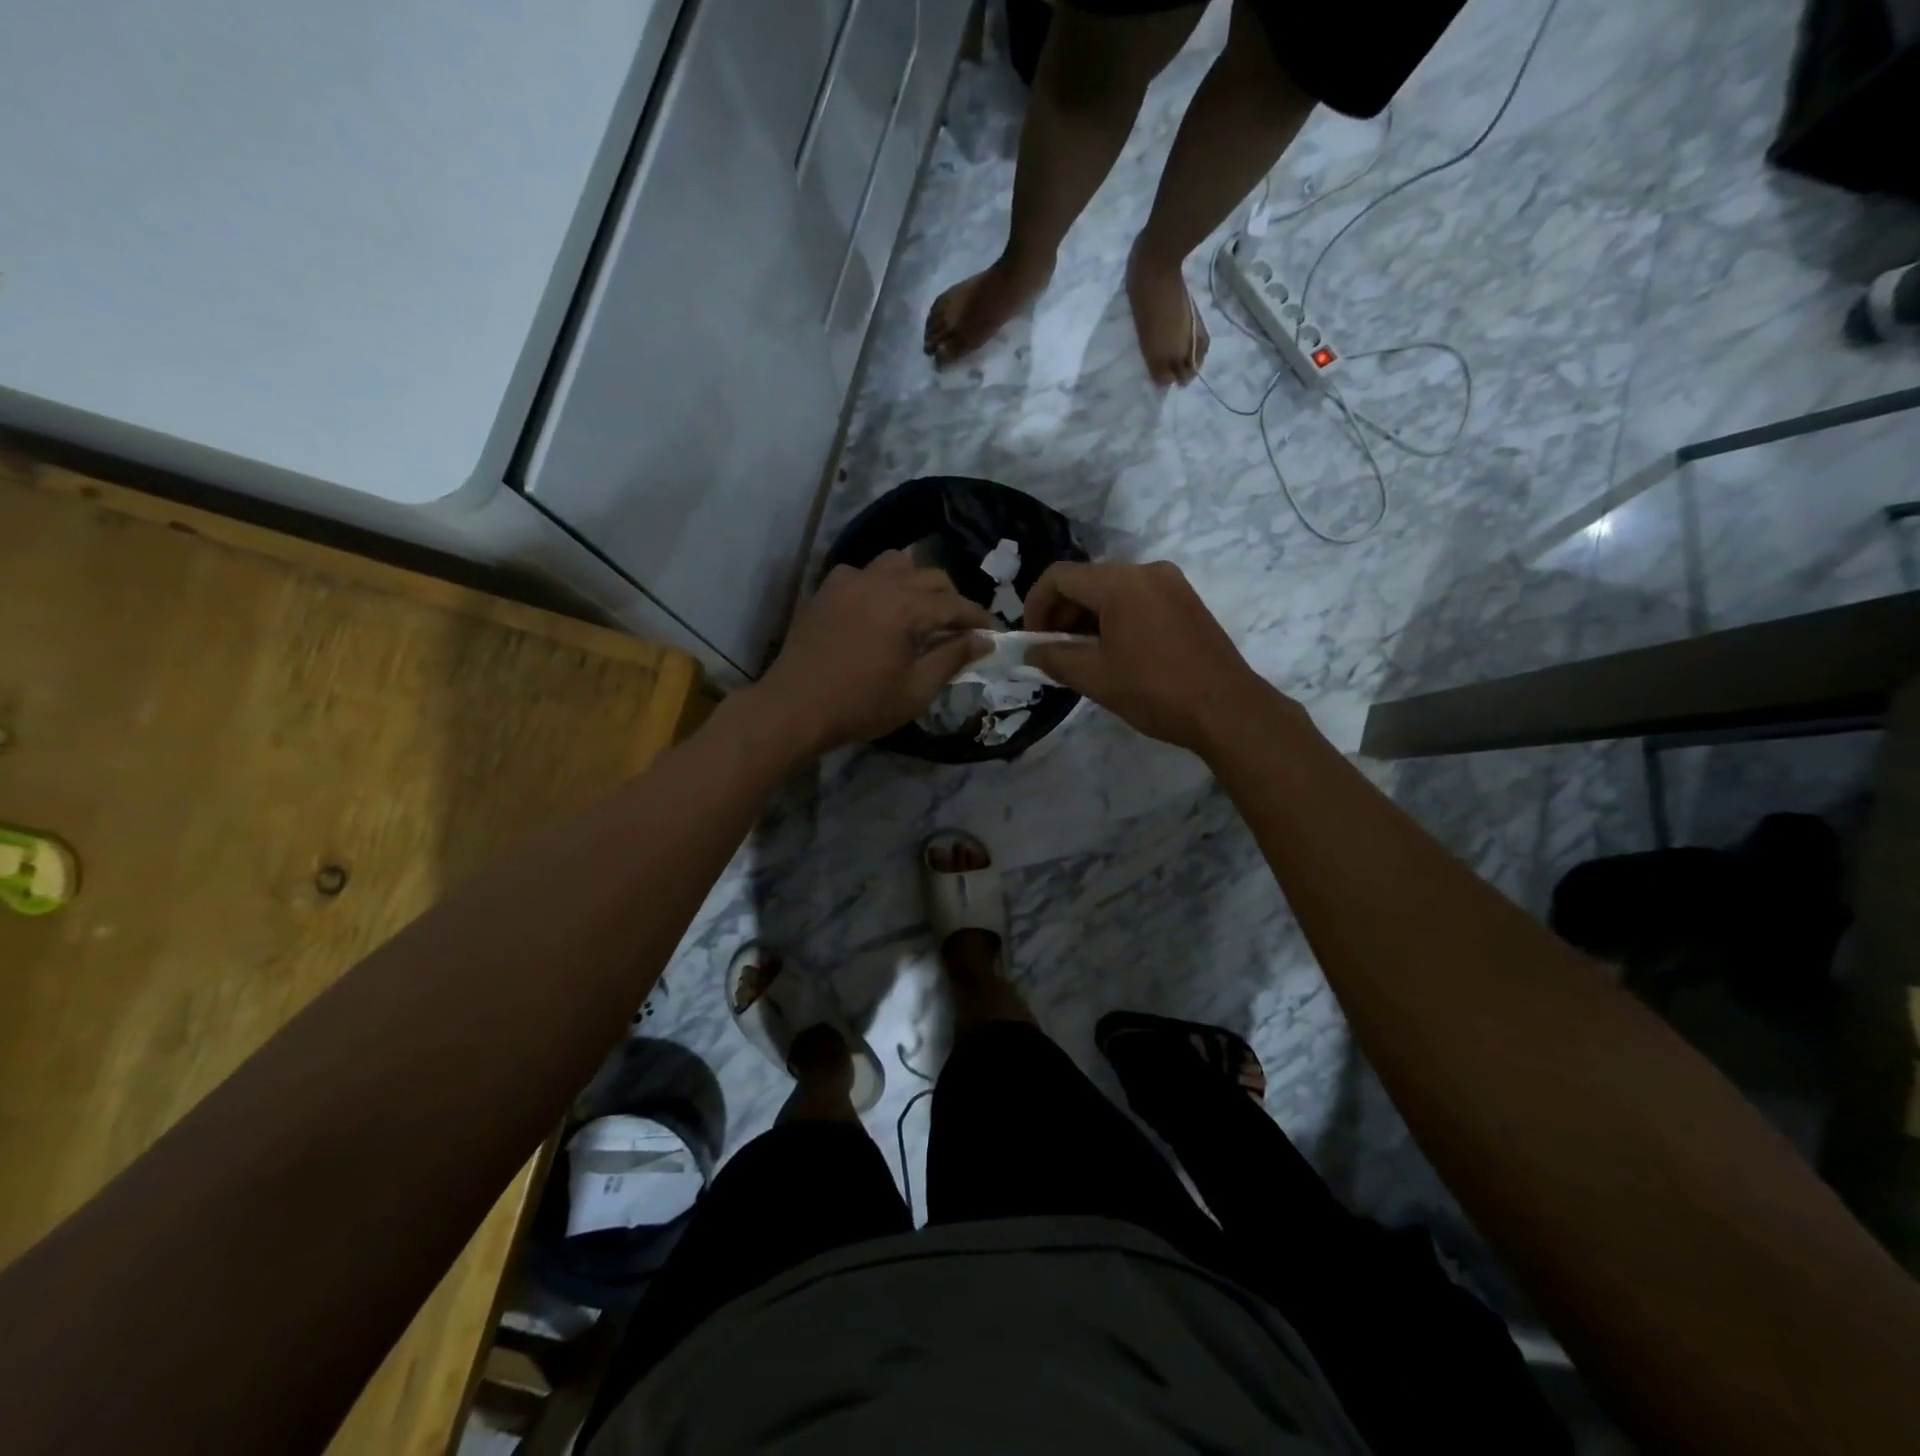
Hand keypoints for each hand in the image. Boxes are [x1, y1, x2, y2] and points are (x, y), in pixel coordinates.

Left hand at [753, 551, 991, 755]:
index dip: (978, 618)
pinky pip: (864, 571)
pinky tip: (879, 607)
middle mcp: (879, 582)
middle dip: (951, 600)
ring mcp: (849, 581)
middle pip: (931, 576)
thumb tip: (983, 641)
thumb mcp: (915, 691)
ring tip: (921, 612)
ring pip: (897, 563)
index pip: (955, 604)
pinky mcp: (827, 589)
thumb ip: (952, 659)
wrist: (794, 707)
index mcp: (904, 607)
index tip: (993, 634)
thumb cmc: (859, 706)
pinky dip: (881, 583)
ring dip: (917, 583)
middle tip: (958, 629)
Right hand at [1025, 560, 1277, 754]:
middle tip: (1053, 652)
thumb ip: (1054, 658)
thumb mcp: (1095, 677)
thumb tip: (1030, 650)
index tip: (1032, 639)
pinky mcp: (1186, 601)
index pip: (1059, 576)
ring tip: (1082, 657)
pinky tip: (1114, 652)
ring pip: (1112, 590)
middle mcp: (1146, 571)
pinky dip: (1115, 618)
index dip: (1036, 605)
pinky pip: (1138, 598)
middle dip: (1062, 613)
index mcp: (1120, 583)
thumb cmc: (1155, 691)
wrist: (1227, 710)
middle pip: (1087, 580)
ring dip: (1088, 617)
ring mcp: (1171, 584)